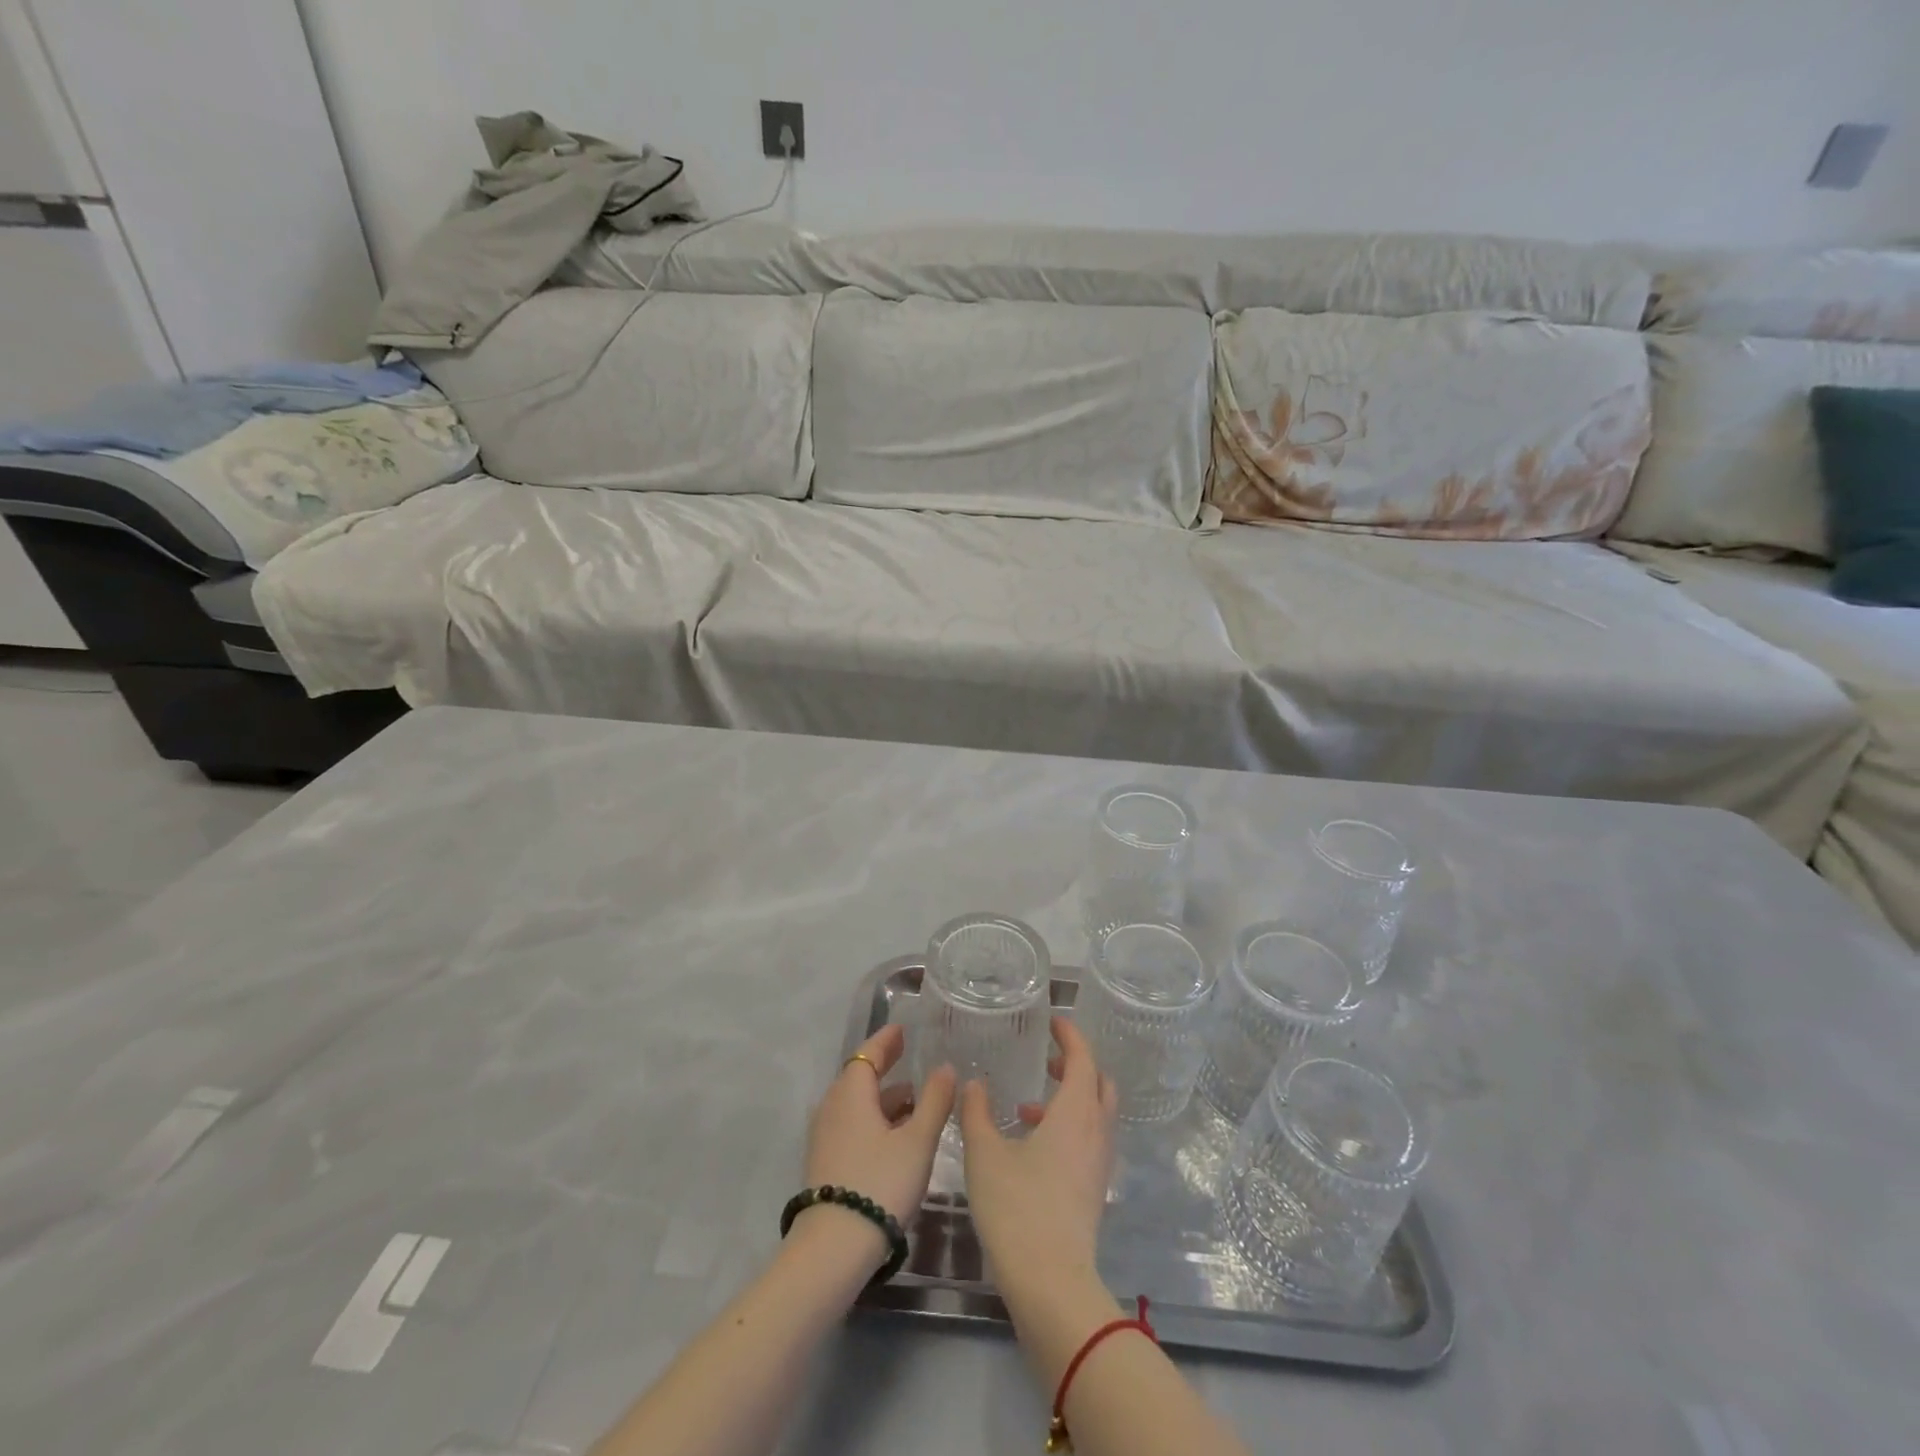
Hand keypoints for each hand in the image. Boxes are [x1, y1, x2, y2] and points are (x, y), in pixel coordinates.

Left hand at [804, 1023, 955, 1229]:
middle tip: (908, 1055)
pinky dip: (874, 1119)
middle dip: (885, 1066)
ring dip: (883, 1097)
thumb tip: (945, 1067)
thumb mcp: (917, 1141)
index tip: (901, 1030)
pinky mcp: (825, 1163)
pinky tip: (895, 1135)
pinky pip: (852, 1125)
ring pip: (857, 1104)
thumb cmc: (880, 1183)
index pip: (868, 1053)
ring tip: (913, 1099)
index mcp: (851, 1093)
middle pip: (860, 1077)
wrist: (833, 1248)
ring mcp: (825, 1136)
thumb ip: (934, 1101)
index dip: (886, 1040)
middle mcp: (833, 1107)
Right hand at [959, 1016, 1118, 1295]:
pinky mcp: (1095, 1188)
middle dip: (1076, 1065)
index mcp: (1076, 1111)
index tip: (1053, 1022)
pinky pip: (1090, 1139)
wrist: (1051, 1283)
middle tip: (1047, 1061)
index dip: (1070, 1035)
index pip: (1083, 1057)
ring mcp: (1100, 1162)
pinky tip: (1032, 1145)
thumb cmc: (1017, 1207)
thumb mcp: (985, 1154)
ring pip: (1096, 1113)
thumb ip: (976, 1112)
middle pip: (1099, 1083)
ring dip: (1070, 1099)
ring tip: (1027, 1107)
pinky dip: (1069, 1127)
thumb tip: (973, 1083)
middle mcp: (1096, 1130)